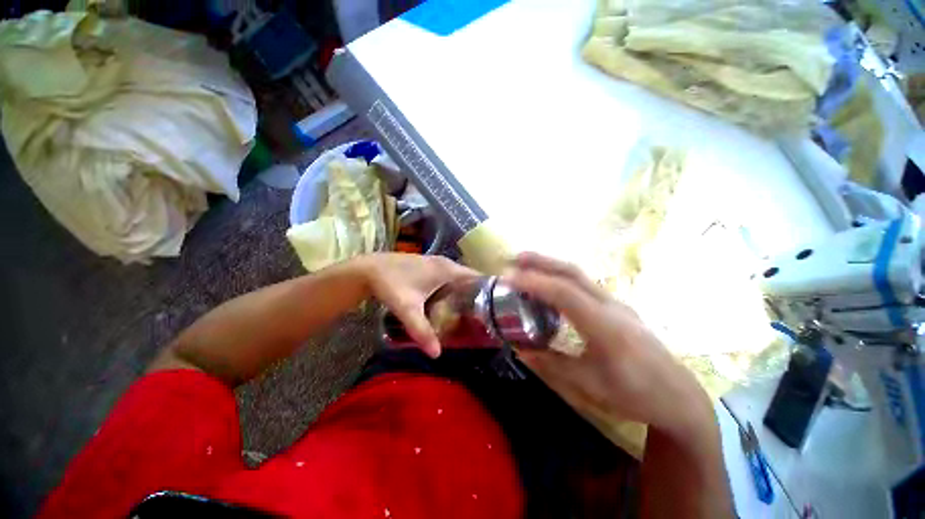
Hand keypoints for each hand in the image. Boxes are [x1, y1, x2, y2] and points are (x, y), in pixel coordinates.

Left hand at [358, 253, 478, 357]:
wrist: (368, 269)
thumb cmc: (390, 284)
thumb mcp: (407, 308)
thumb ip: (422, 330)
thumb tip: (437, 355)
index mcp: (447, 269)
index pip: (477, 276)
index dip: (488, 289)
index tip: (496, 307)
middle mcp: (445, 263)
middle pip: (470, 278)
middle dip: (478, 295)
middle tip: (485, 316)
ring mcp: (437, 264)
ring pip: (459, 279)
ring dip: (466, 293)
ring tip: (472, 313)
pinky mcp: (429, 267)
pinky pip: (449, 278)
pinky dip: (454, 290)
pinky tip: (451, 304)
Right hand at [507, 252, 714, 440]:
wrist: (678, 395)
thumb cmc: (634, 394)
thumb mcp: (589, 384)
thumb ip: (551, 363)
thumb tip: (520, 349)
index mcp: (604, 326)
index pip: (564, 293)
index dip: (534, 282)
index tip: (508, 278)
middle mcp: (610, 306)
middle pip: (572, 273)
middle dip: (541, 262)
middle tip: (514, 258)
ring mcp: (615, 303)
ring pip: (579, 275)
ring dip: (551, 266)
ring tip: (526, 265)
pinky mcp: (615, 306)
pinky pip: (583, 284)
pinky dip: (561, 278)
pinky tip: (550, 285)